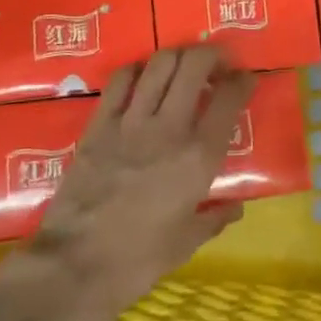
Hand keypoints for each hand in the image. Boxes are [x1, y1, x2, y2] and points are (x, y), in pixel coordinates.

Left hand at [14, 46, 256, 316]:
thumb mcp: (187, 242)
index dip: (243, 81)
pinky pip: (120, 80)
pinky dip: (137, 70)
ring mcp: (131, 122)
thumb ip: (214, 218)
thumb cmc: (138, 259)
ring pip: (160, 64)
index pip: (229, 98)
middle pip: (195, 65)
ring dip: (177, 56)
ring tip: (183, 66)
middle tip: (217, 64)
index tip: (245, 80)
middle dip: (212, 55)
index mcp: (199, 157)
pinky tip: (142, 78)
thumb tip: (235, 207)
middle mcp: (170, 128)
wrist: (74, 266)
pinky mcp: (99, 124)